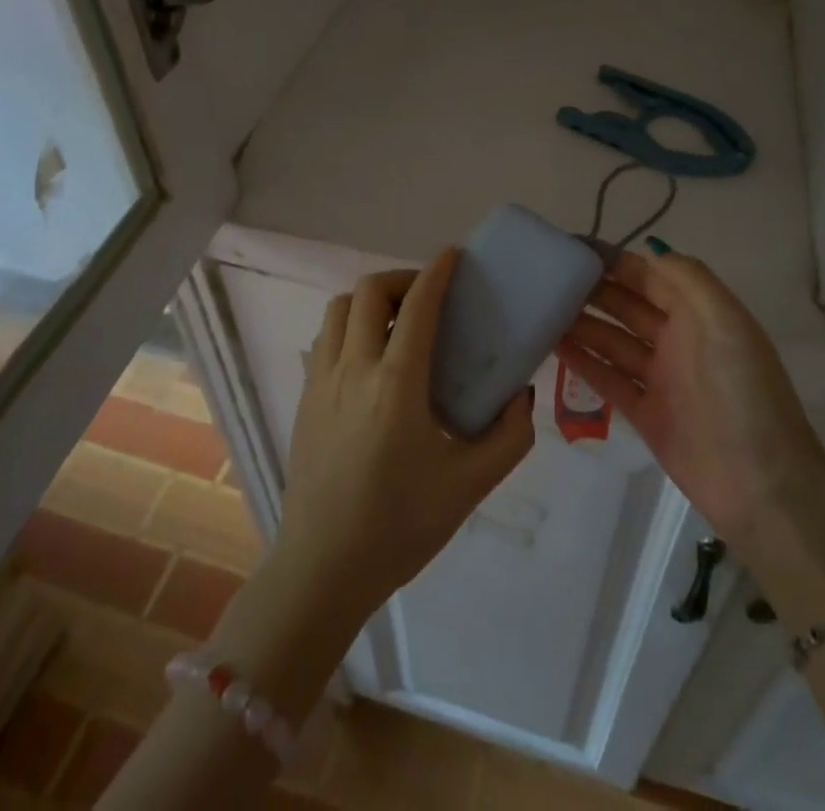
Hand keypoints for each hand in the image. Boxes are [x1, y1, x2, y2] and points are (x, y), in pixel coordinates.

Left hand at [273, 249, 534, 626]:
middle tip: (428, 297)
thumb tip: (520, 392)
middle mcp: (353, 369)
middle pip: (369, 291)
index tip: (453, 255)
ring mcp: (321, 382)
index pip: (416, 305)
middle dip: (402, 279)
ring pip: (339, 309)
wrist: (324, 569)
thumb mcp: (471, 485)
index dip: (437, 272)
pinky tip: (370, 359)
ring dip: (370, 300)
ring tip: (397, 322)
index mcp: (396, 384)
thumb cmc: (401, 526)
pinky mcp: (304, 399)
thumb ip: (510, 435)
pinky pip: (325, 340)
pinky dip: (349, 327)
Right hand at [556, 247, 824, 545]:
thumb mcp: (724, 321)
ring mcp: (662, 378)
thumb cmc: (743, 392)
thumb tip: (649, 249)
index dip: (615, 260)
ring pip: (613, 341)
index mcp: (700, 313)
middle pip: (628, 305)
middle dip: (593, 289)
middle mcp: (679, 339)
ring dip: (582, 323)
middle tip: (547, 277)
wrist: (762, 485)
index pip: (650, 276)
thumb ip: (688, 278)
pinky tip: (554, 346)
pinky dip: (584, 362)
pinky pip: (609, 379)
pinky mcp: (647, 414)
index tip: (573, 248)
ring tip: (541, 308)